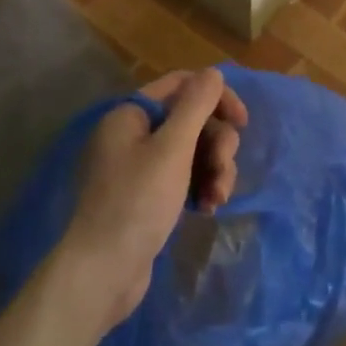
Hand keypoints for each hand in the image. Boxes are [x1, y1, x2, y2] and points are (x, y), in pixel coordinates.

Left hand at [58, 68, 245, 333]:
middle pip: (191, 120)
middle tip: (223, 171)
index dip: (216, 97)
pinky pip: (183, 178)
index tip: (242, 123)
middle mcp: (133, 134)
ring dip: (213, 170)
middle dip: (216, 144)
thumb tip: (213, 72)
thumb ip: (196, 106)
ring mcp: (139, 167)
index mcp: (131, 114)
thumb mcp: (172, 149)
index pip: (182, 85)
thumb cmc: (137, 202)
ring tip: (217, 199)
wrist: (102, 273)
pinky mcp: (146, 196)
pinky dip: (199, 188)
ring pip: (192, 151)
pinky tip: (207, 209)